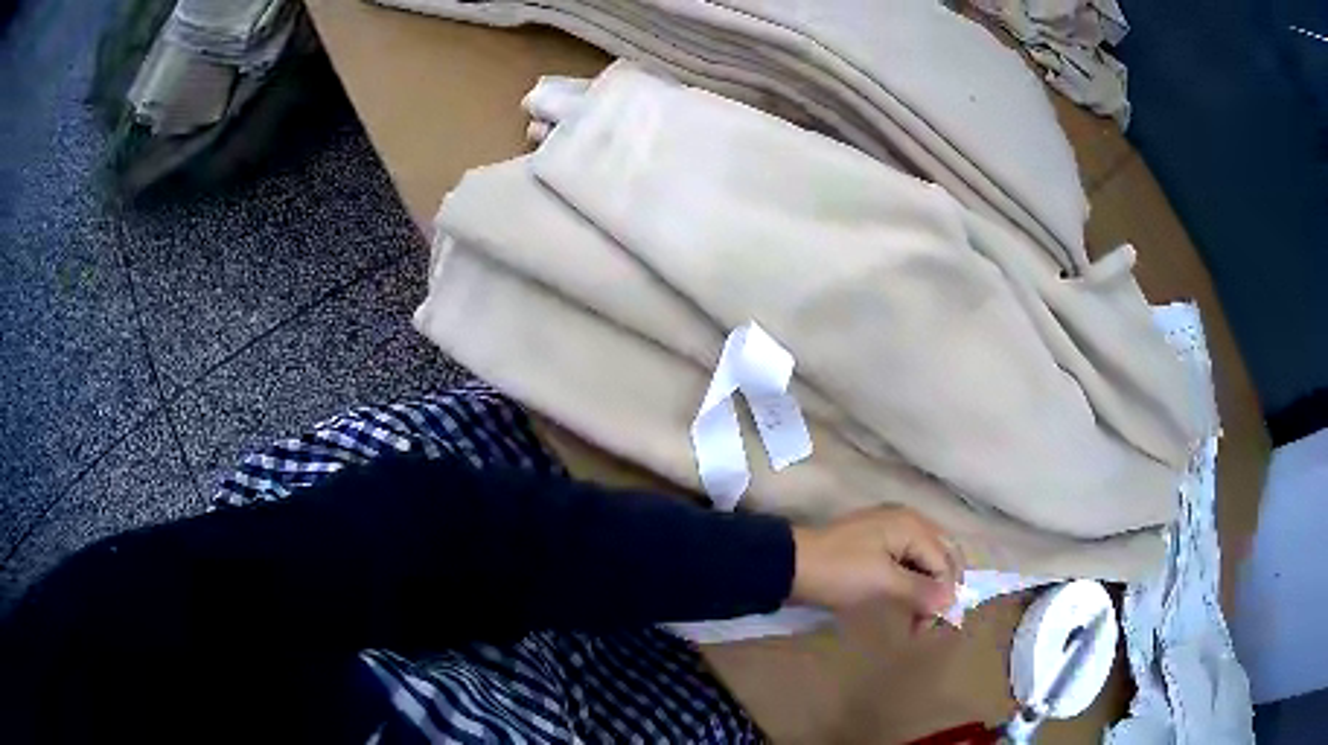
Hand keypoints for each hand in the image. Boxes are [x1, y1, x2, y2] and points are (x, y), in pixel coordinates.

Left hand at [790, 506, 961, 617]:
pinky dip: (912, 583)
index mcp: (913, 525)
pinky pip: (907, 562)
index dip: (945, 594)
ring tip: (917, 620)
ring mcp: (891, 532)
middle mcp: (908, 522)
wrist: (789, 565)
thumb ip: (920, 590)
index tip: (931, 627)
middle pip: (941, 555)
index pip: (945, 561)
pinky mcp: (875, 546)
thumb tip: (951, 602)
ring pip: (925, 560)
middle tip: (930, 622)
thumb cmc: (839, 572)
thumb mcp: (883, 582)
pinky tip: (906, 603)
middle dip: (942, 589)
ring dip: (927, 589)